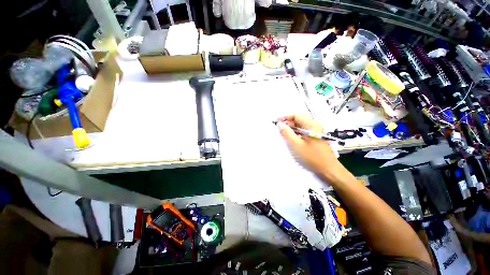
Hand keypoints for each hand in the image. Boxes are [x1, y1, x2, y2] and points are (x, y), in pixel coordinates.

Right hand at [276, 114, 345, 181]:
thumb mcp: (297, 145)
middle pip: (299, 119)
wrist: (328, 168)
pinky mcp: (315, 136)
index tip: (276, 121)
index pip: (296, 115)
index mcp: (312, 125)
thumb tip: (279, 124)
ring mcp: (316, 130)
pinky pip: (303, 130)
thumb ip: (287, 133)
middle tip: (280, 129)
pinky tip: (292, 138)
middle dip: (288, 122)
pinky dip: (296, 132)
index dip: (285, 117)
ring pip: (301, 125)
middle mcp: (315, 125)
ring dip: (292, 127)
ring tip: (284, 134)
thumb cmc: (312, 157)